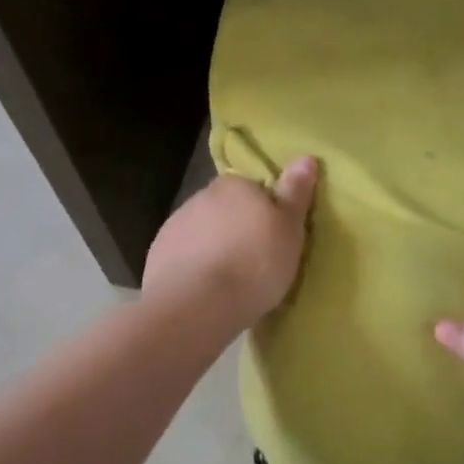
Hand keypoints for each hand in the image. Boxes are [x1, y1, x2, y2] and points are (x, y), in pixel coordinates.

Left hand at [142, 157, 318, 326]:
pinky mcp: (157, 254)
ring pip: (203, 231)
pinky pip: (183, 255)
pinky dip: (194, 267)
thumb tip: (306, 157)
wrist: (196, 305)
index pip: (254, 188)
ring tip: (230, 280)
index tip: (274, 236)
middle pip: (226, 209)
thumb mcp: (289, 229)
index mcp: (235, 185)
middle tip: (256, 260)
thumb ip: (295, 193)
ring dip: (215, 247)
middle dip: (238, 228)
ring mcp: (175, 225)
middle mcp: (201, 196)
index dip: (266, 211)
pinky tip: (205, 289)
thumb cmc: (254, 264)